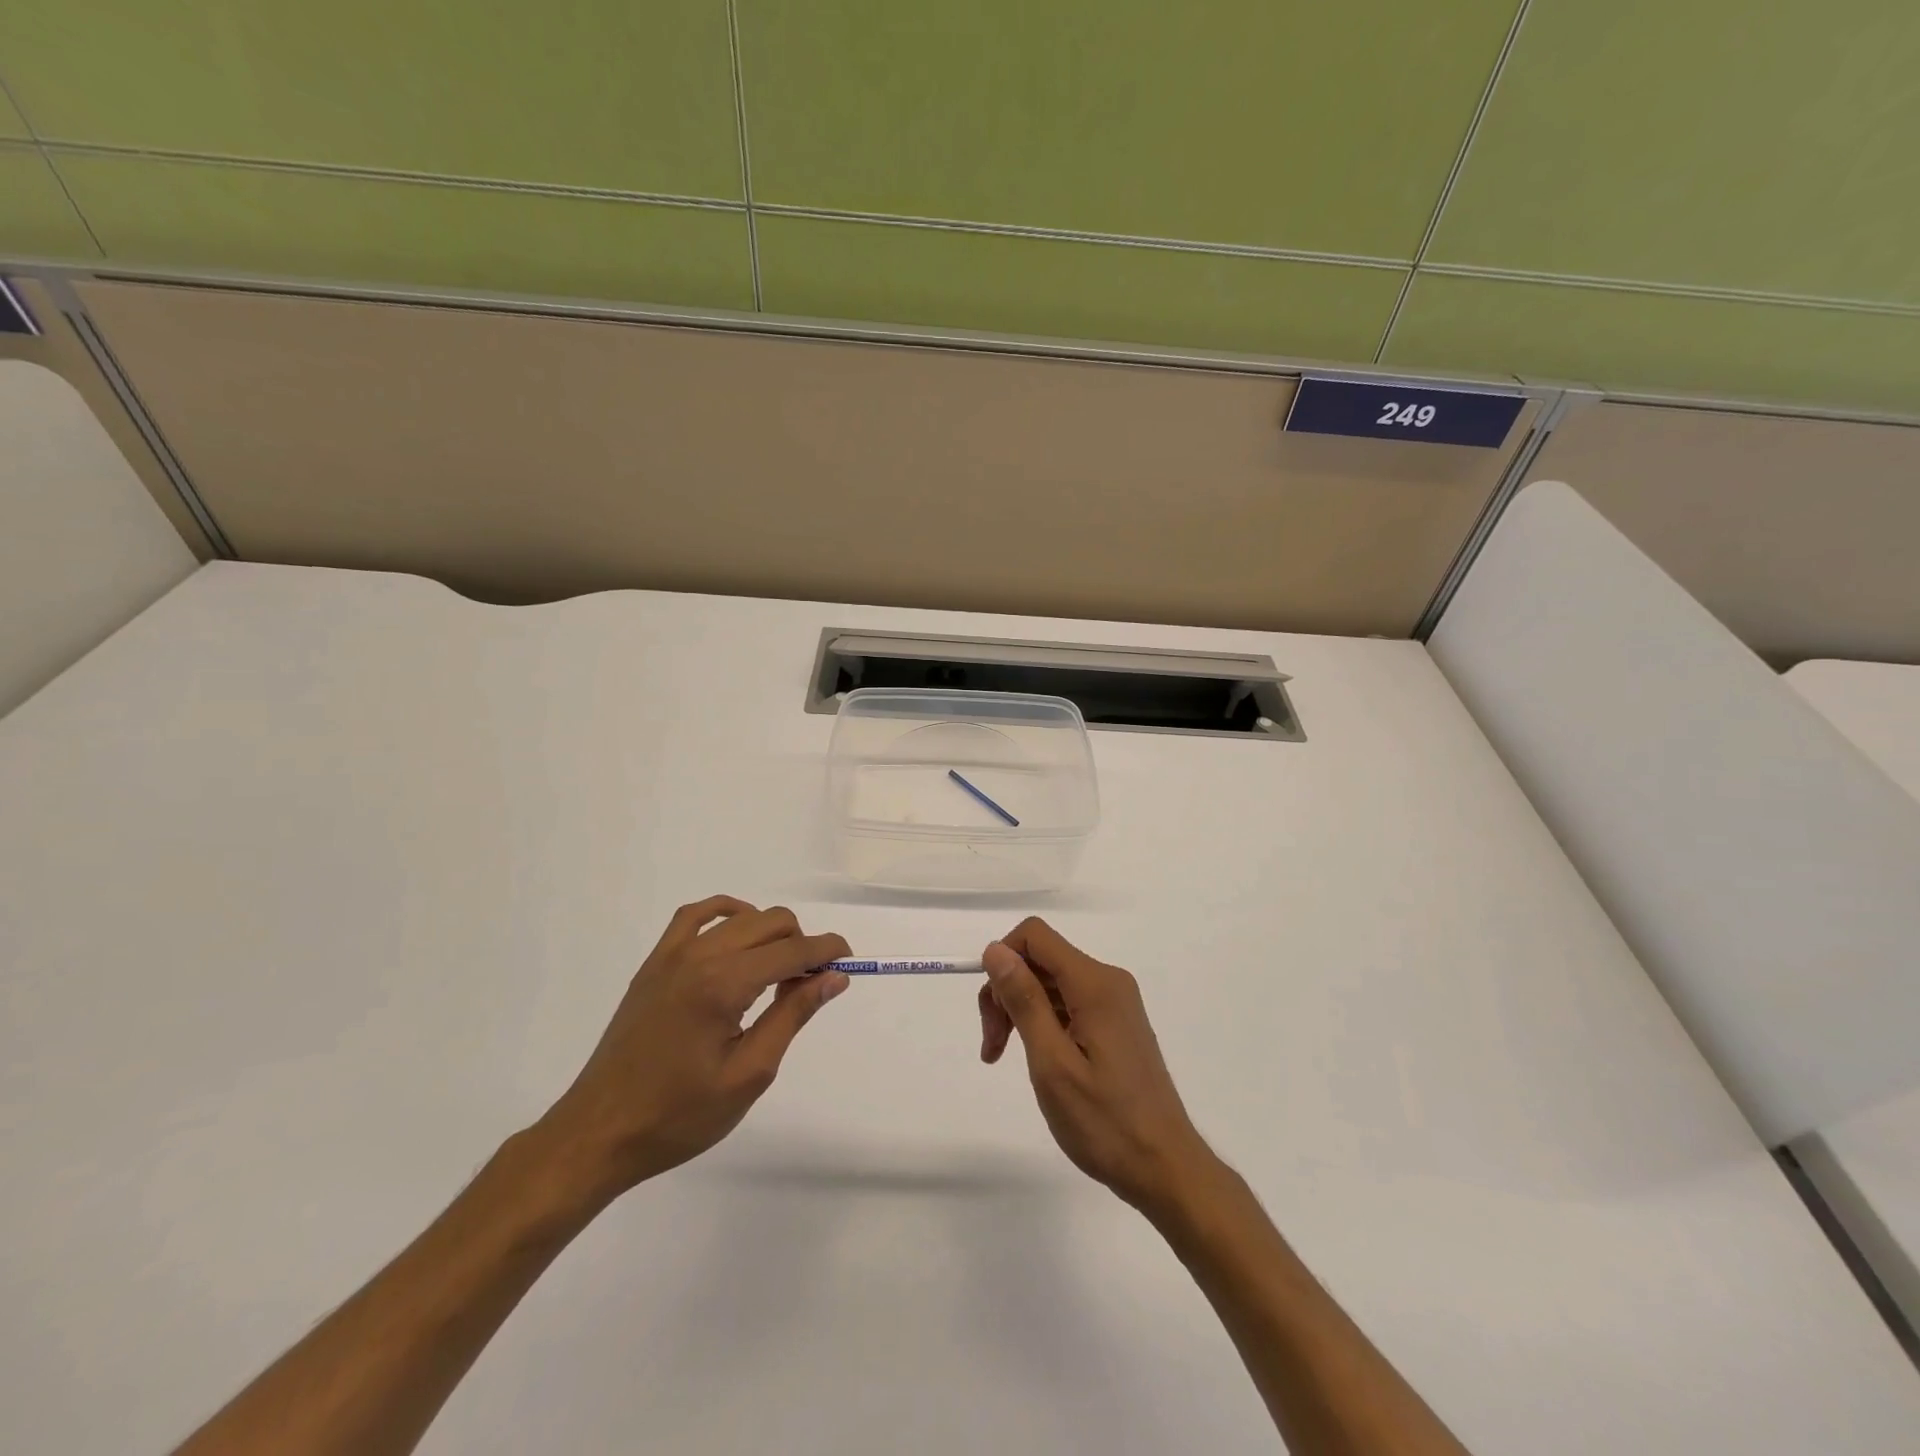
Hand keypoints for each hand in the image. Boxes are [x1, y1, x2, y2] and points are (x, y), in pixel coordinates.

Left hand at [537, 897, 848, 1202]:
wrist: (600, 1133)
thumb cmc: (679, 1115)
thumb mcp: (749, 1073)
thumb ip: (793, 1015)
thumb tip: (833, 977)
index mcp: (724, 984)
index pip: (793, 950)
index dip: (827, 951)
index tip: (848, 964)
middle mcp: (699, 956)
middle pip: (771, 923)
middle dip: (801, 944)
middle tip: (808, 987)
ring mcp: (672, 955)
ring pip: (740, 917)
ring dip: (770, 933)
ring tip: (776, 973)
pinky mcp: (655, 963)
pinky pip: (695, 916)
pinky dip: (726, 915)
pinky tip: (738, 936)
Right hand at [979, 917, 1216, 1216]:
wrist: (1165, 1169)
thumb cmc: (1105, 1122)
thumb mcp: (1052, 1063)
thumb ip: (1024, 1000)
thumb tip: (996, 949)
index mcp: (1094, 984)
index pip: (1035, 936)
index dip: (1002, 961)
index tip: (991, 1012)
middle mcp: (1107, 981)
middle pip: (1040, 959)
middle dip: (1007, 992)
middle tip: (993, 1047)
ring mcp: (1114, 1002)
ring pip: (1050, 982)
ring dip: (1021, 1010)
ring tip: (1004, 1057)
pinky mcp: (1115, 1023)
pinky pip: (1068, 1003)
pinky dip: (1042, 1022)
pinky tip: (1036, 1059)